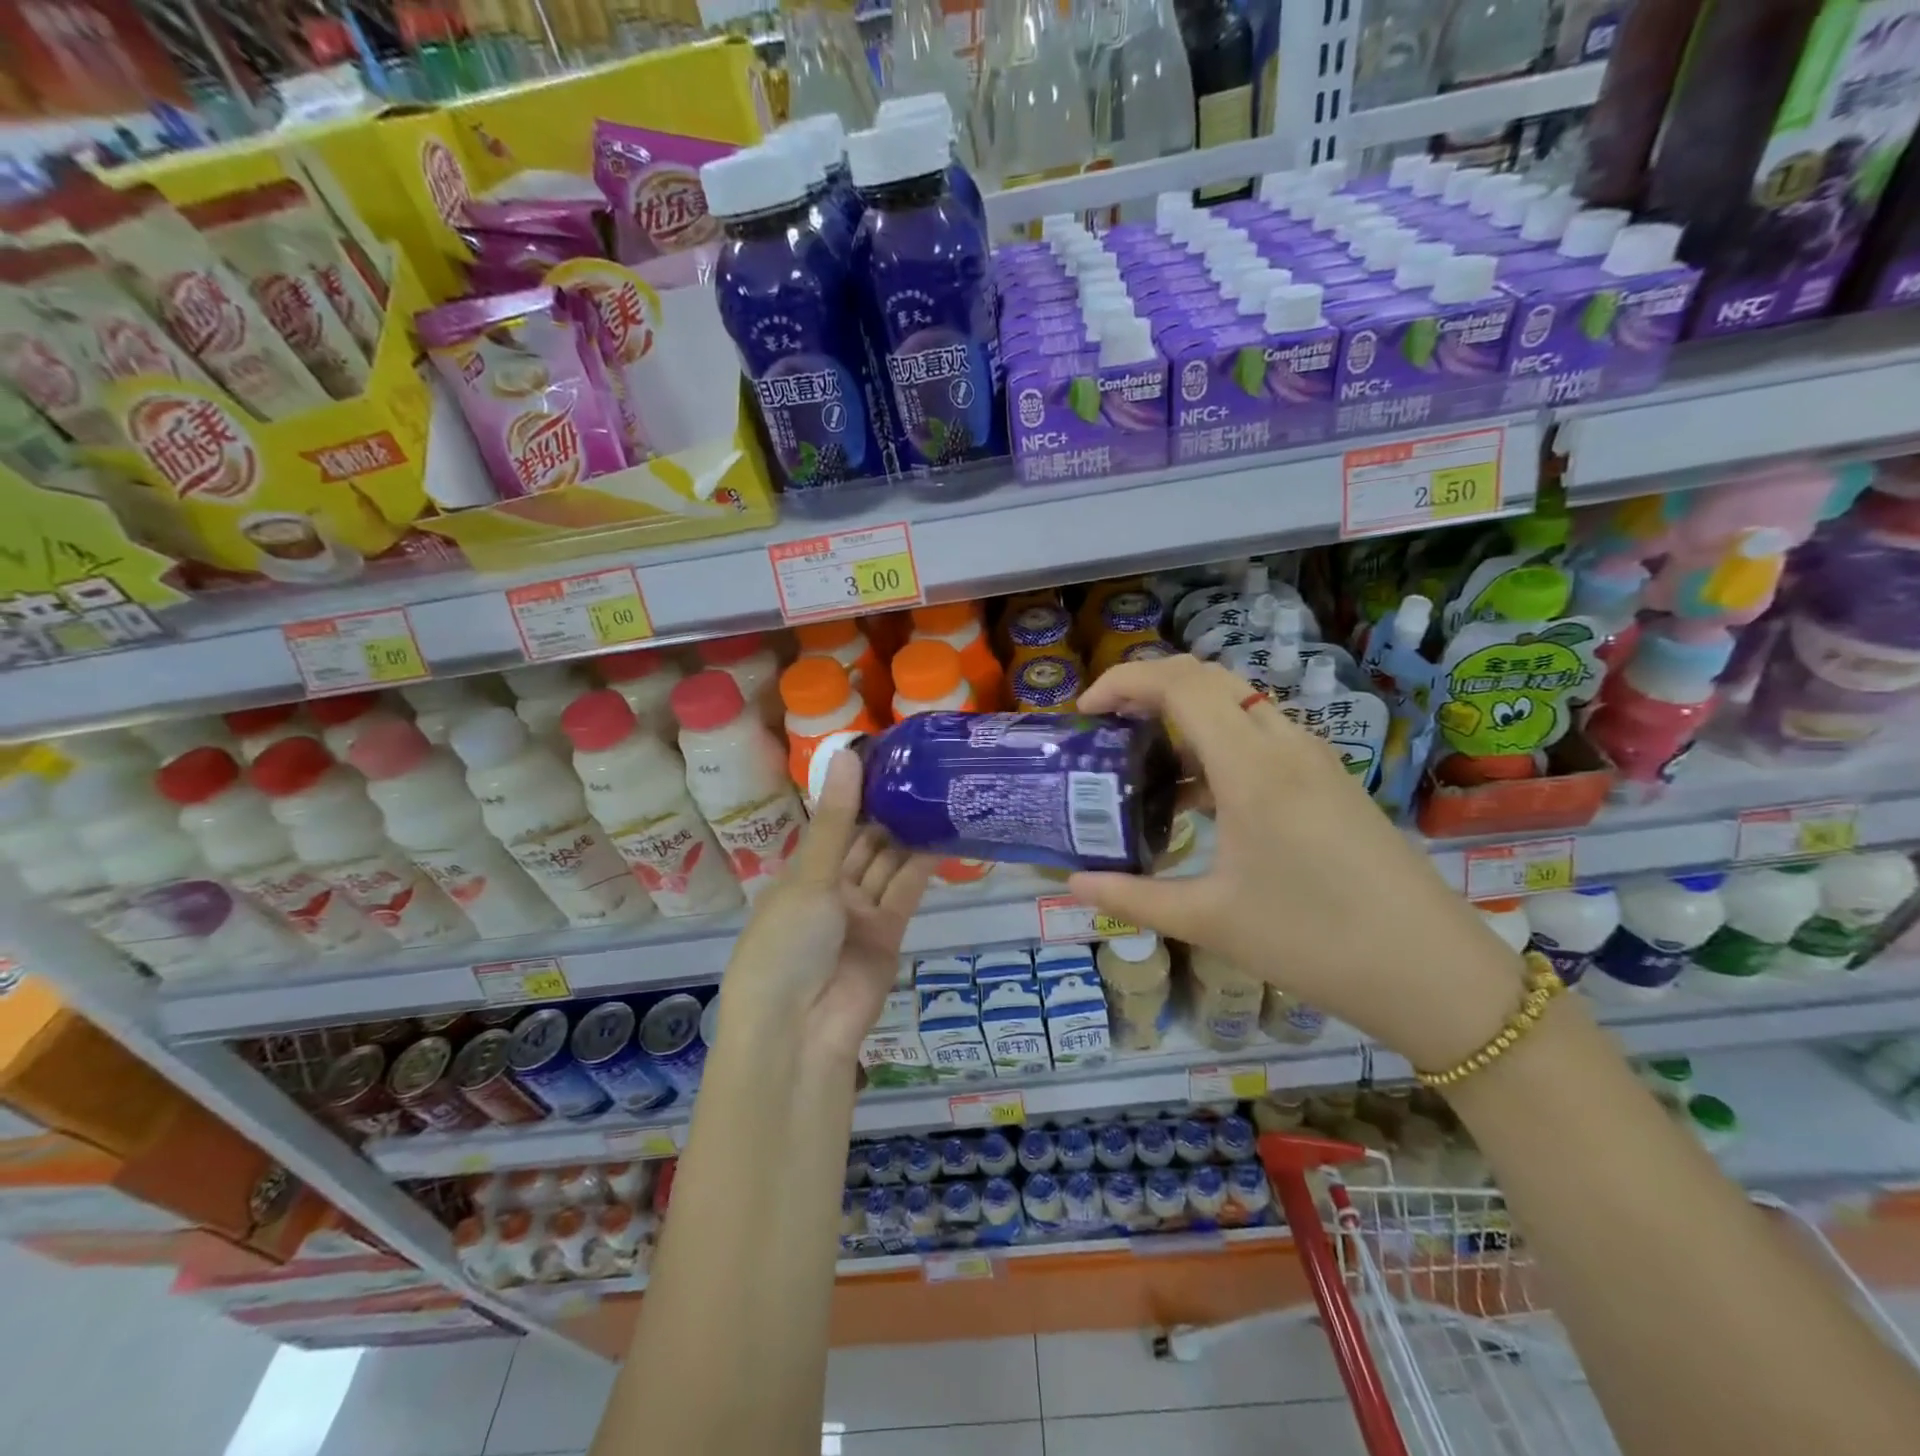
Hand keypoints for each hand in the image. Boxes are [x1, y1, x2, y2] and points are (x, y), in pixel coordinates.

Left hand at [719, 751, 937, 1065]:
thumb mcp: (809, 877)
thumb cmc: (786, 944)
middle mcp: (830, 890)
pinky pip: (905, 891)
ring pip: (887, 864)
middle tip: (921, 768)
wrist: (799, 1031)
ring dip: (907, 833)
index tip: (885, 755)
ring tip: (937, 791)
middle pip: (863, 842)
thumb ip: (837, 820)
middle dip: (886, 810)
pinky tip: (942, 831)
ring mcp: (860, 914)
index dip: (855, 792)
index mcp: (800, 874)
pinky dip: (922, 864)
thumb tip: (847, 754)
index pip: (832, 824)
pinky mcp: (889, 934)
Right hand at [1067, 655, 1526, 1070]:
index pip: (1180, 684)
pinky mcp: (1328, 780)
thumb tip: (1073, 885)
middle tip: (1107, 725)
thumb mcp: (1210, 921)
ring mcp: (1313, 759)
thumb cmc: (1313, 942)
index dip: (1124, 681)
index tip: (1085, 712)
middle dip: (1149, 686)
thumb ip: (1132, 897)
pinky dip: (1216, 744)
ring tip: (1142, 761)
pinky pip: (1261, 736)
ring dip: (1184, 715)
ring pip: (1237, 705)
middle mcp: (1284, 744)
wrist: (1434, 974)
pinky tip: (1196, 798)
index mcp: (1252, 766)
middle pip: (1207, 679)